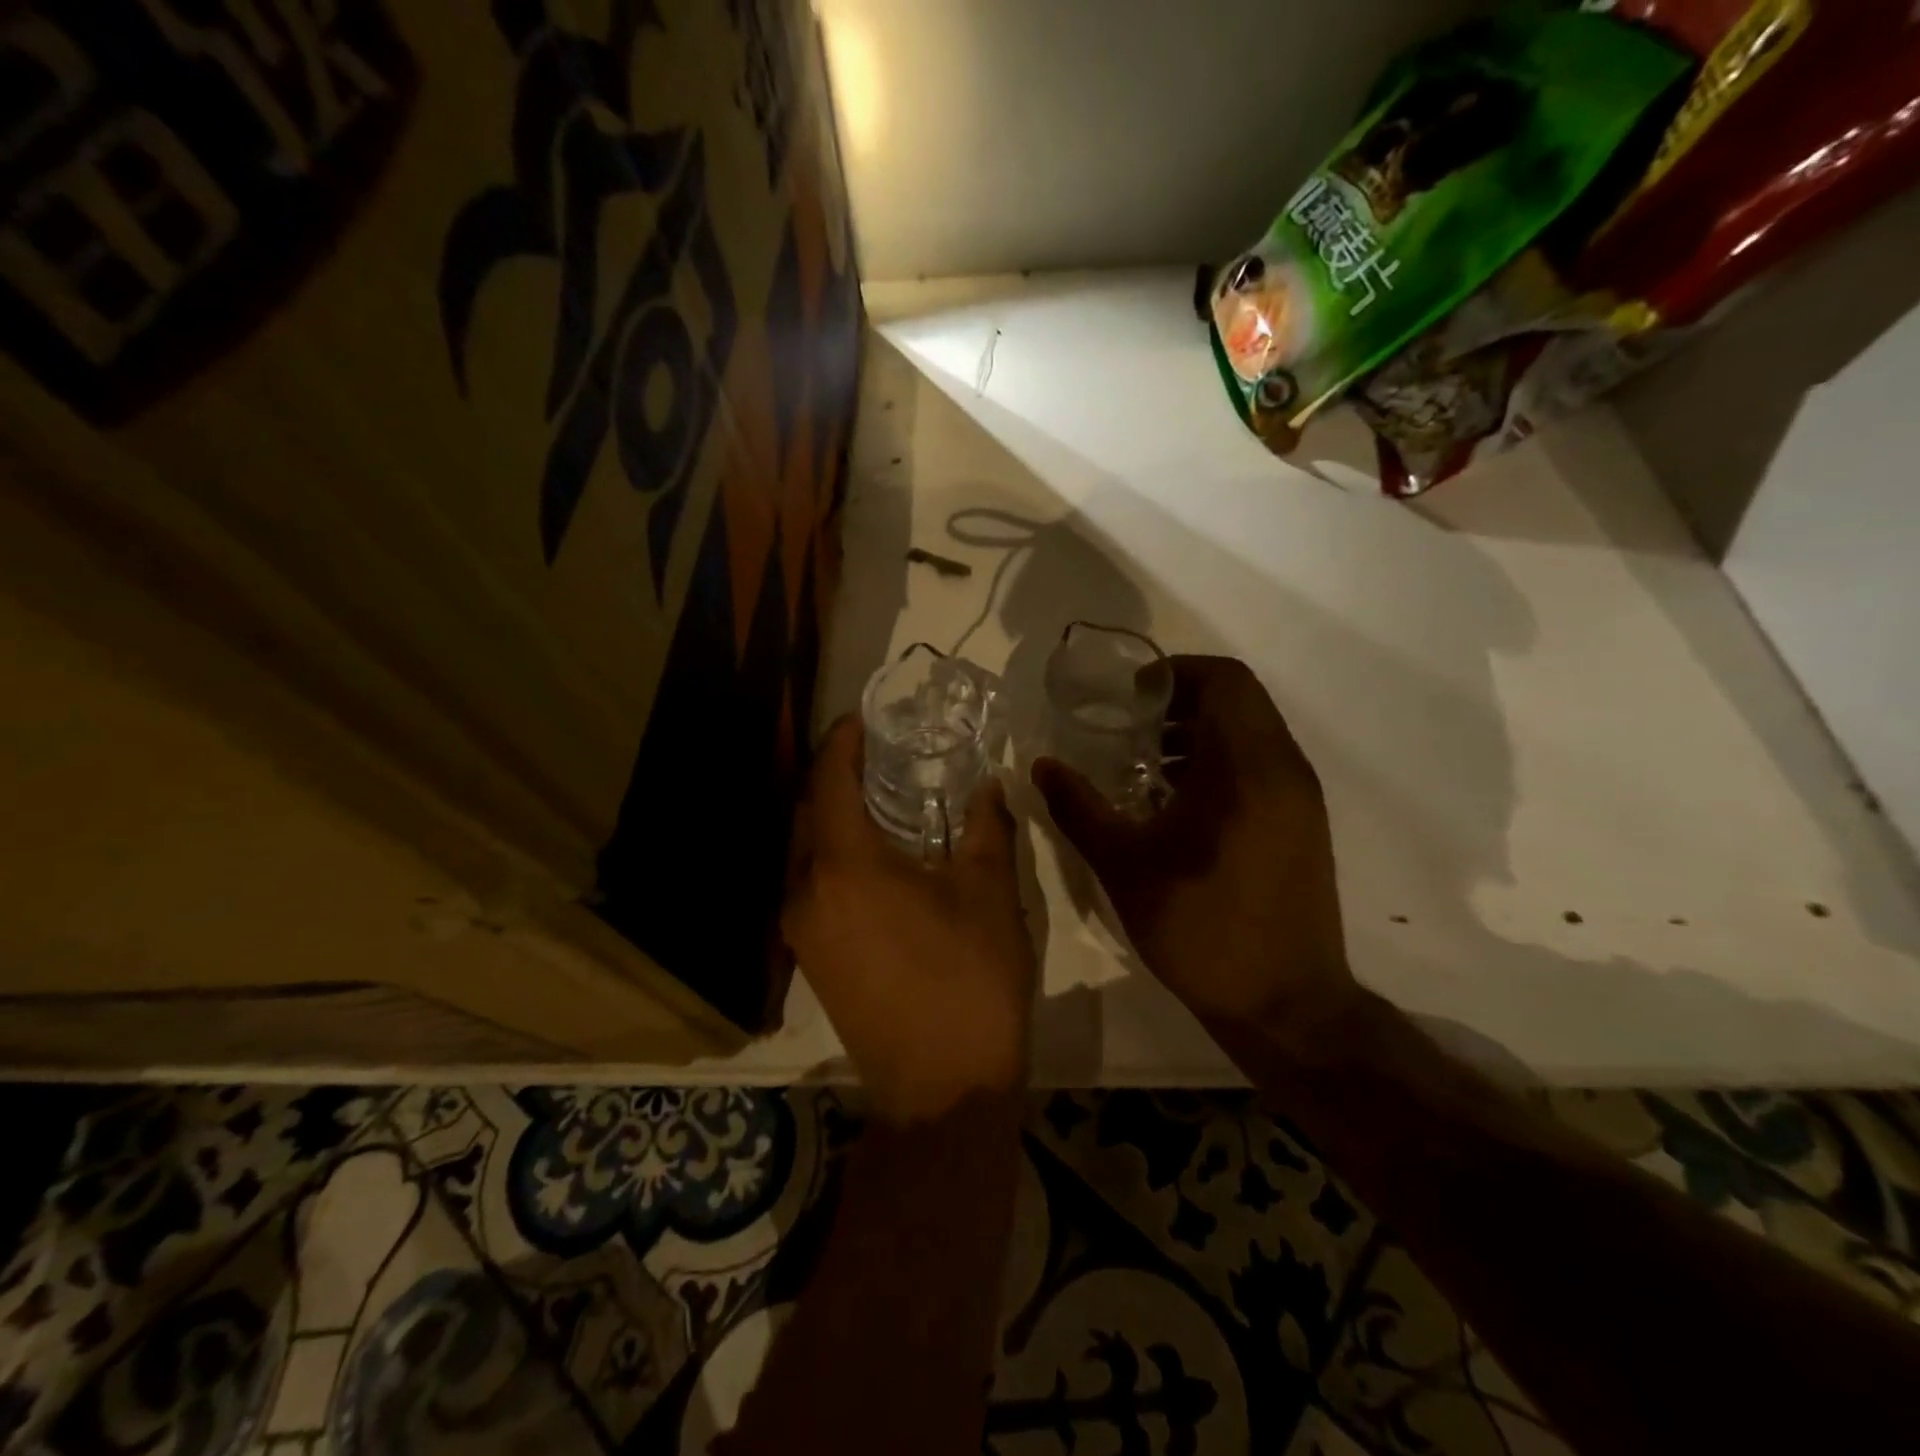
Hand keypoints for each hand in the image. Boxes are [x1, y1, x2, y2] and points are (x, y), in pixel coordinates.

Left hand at [783, 715, 1037, 1121]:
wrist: (942, 1089)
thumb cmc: (971, 980)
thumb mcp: (990, 892)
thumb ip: (986, 826)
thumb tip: (988, 784)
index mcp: (844, 867)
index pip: (829, 781)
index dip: (842, 742)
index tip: (862, 718)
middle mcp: (805, 892)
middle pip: (808, 813)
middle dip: (834, 777)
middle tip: (876, 755)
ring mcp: (800, 931)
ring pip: (805, 852)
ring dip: (832, 819)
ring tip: (877, 800)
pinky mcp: (808, 959)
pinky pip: (810, 886)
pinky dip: (832, 857)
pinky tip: (873, 859)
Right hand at [1032, 655, 1357, 1046]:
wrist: (1285, 1006)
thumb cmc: (1202, 929)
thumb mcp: (1125, 866)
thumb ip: (1080, 808)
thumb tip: (1041, 766)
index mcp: (1248, 768)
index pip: (1226, 680)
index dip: (1174, 673)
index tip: (1129, 698)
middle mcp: (1284, 770)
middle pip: (1239, 701)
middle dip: (1181, 702)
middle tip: (1130, 728)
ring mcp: (1301, 799)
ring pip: (1252, 733)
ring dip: (1201, 733)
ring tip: (1148, 765)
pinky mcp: (1303, 825)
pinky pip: (1261, 766)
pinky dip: (1220, 762)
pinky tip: (1178, 803)